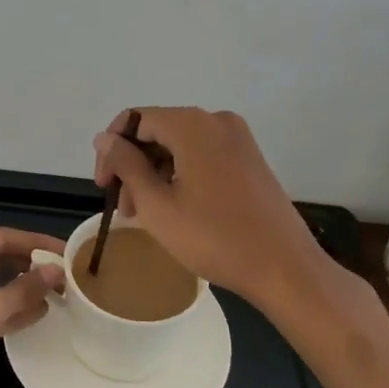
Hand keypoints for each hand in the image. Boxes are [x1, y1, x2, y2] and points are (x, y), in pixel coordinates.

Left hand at [0, 228, 64, 387]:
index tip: (67, 251)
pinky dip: (6, 310)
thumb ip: (24, 289)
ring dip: (21, 290)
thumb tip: (57, 272)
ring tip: (56, 295)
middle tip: (64, 274)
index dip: (37, 244)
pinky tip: (35, 316)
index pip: (3, 237)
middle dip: (30, 267)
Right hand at [93, 108, 338, 309]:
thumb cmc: (214, 237)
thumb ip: (126, 165)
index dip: (112, 149)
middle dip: (134, 165)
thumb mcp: (157, 204)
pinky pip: (202, 155)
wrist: (284, 267)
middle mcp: (216, 120)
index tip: (104, 186)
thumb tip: (103, 138)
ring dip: (156, 174)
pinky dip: (181, 175)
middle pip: (158, 131)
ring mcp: (237, 139)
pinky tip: (174, 208)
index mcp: (192, 124)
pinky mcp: (249, 158)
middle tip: (125, 208)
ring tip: (145, 216)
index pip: (135, 120)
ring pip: (179, 145)